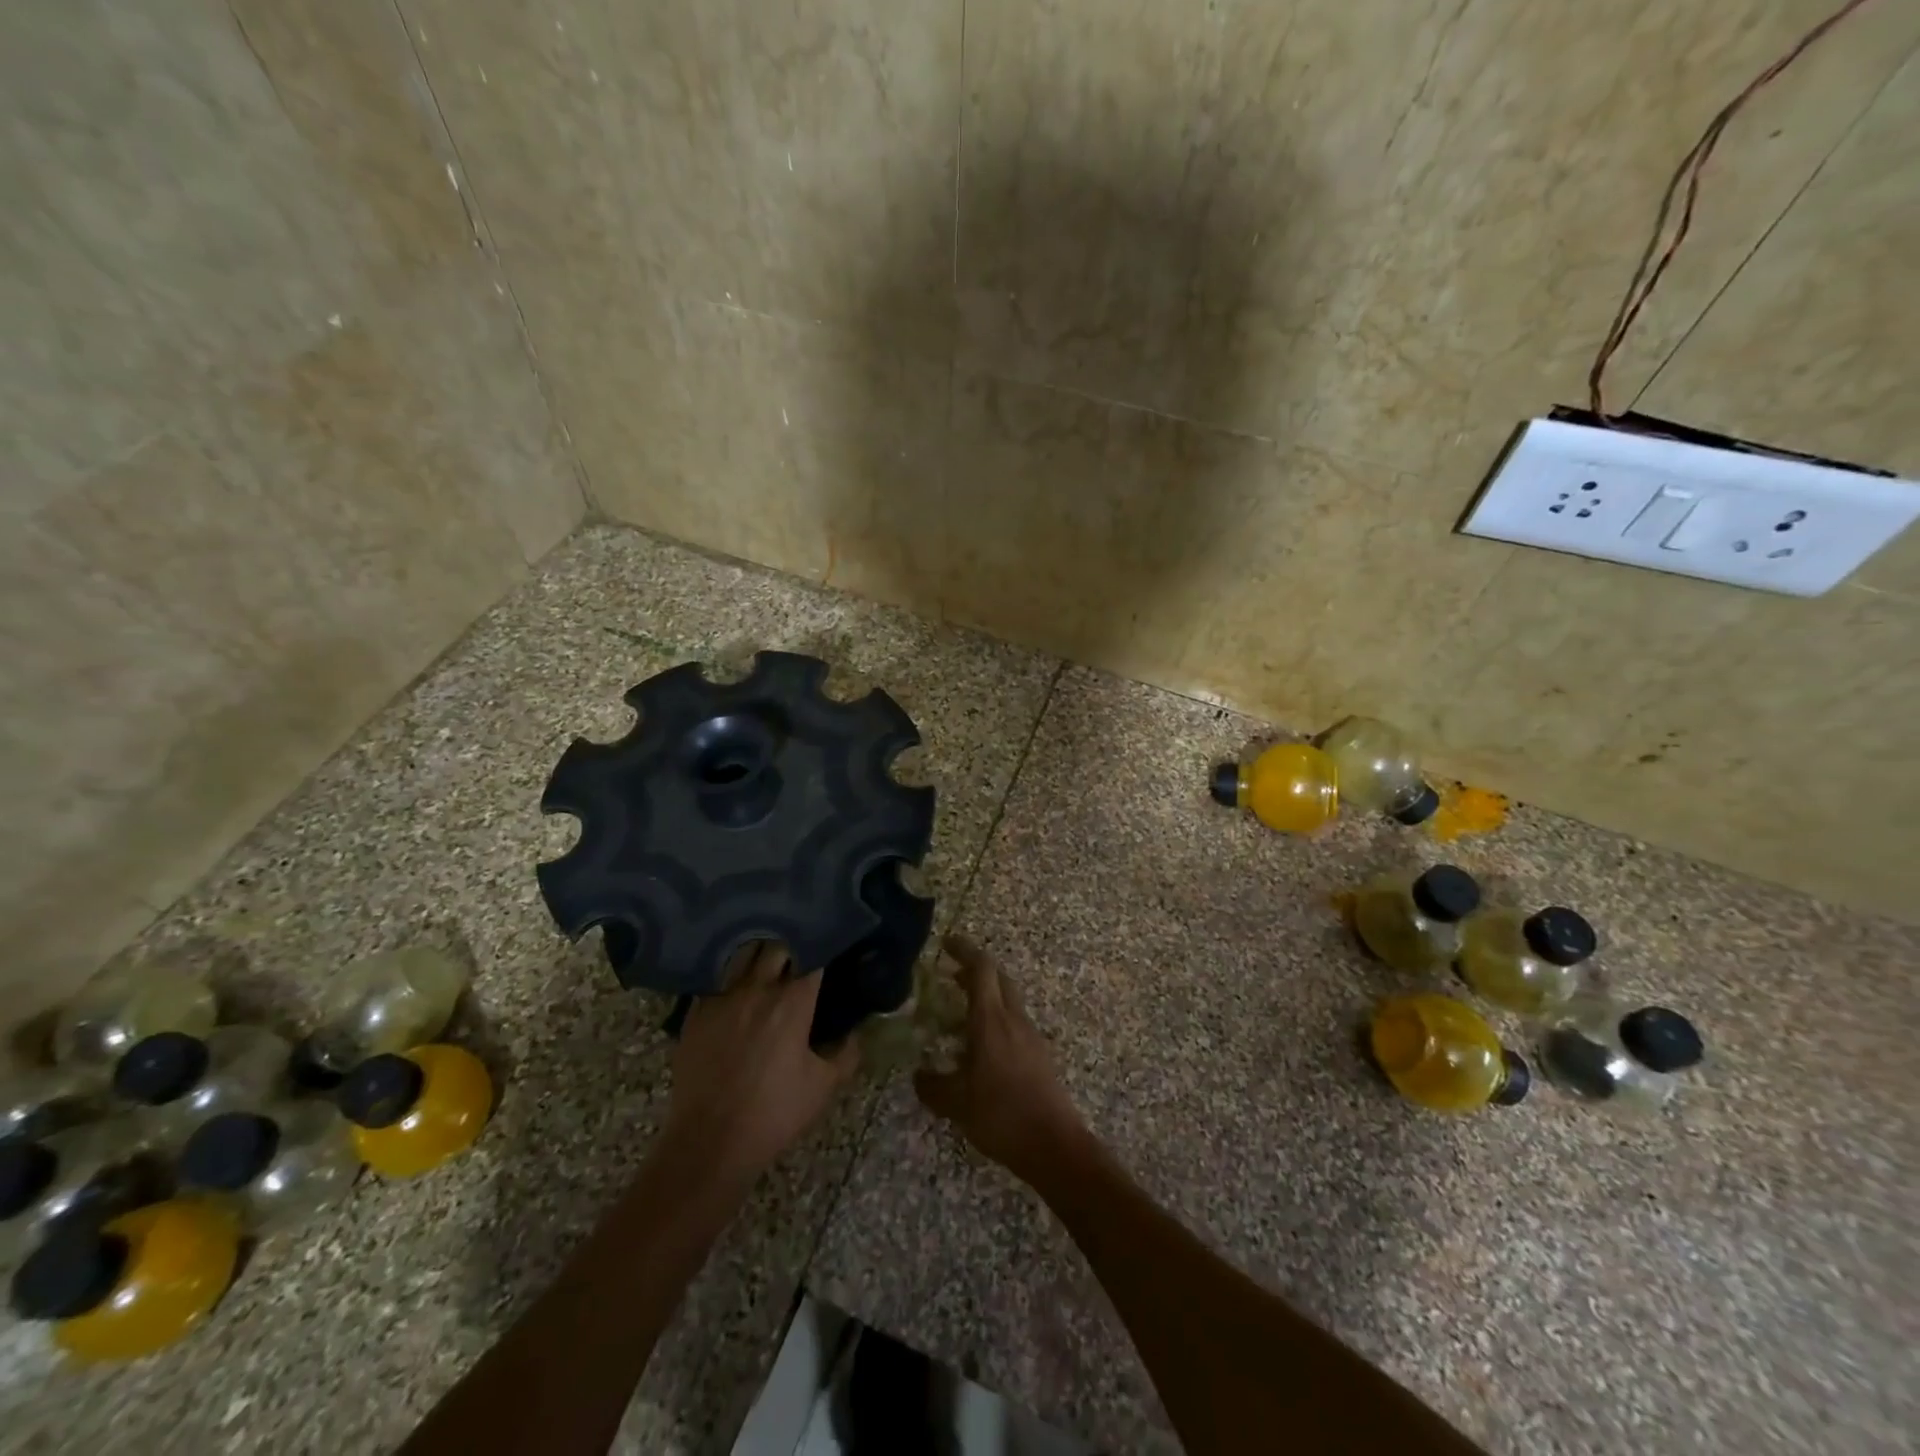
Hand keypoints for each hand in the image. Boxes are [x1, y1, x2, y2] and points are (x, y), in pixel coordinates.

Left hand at [663, 943, 858, 1186]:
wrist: (710, 1142)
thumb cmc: (774, 1114)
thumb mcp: (824, 1087)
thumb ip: (846, 1054)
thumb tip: (855, 1033)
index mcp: (793, 1002)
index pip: (813, 956)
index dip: (823, 948)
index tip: (830, 950)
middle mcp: (758, 989)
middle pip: (777, 946)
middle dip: (792, 946)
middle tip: (800, 956)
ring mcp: (723, 998)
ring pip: (744, 955)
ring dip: (760, 954)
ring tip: (768, 963)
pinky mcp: (696, 1012)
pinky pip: (717, 980)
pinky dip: (732, 977)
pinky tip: (738, 989)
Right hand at [914, 934, 1089, 1180]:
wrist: (1054, 1145)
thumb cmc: (1002, 1116)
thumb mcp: (956, 1104)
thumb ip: (933, 1085)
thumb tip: (918, 1074)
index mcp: (991, 1021)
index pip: (981, 969)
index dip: (964, 950)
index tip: (946, 943)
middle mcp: (1013, 1019)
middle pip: (998, 978)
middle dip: (975, 970)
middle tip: (950, 975)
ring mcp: (1030, 1035)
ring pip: (1008, 1000)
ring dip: (986, 996)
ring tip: (960, 1014)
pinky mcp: (1039, 1054)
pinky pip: (1014, 1022)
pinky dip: (995, 1019)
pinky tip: (980, 1046)